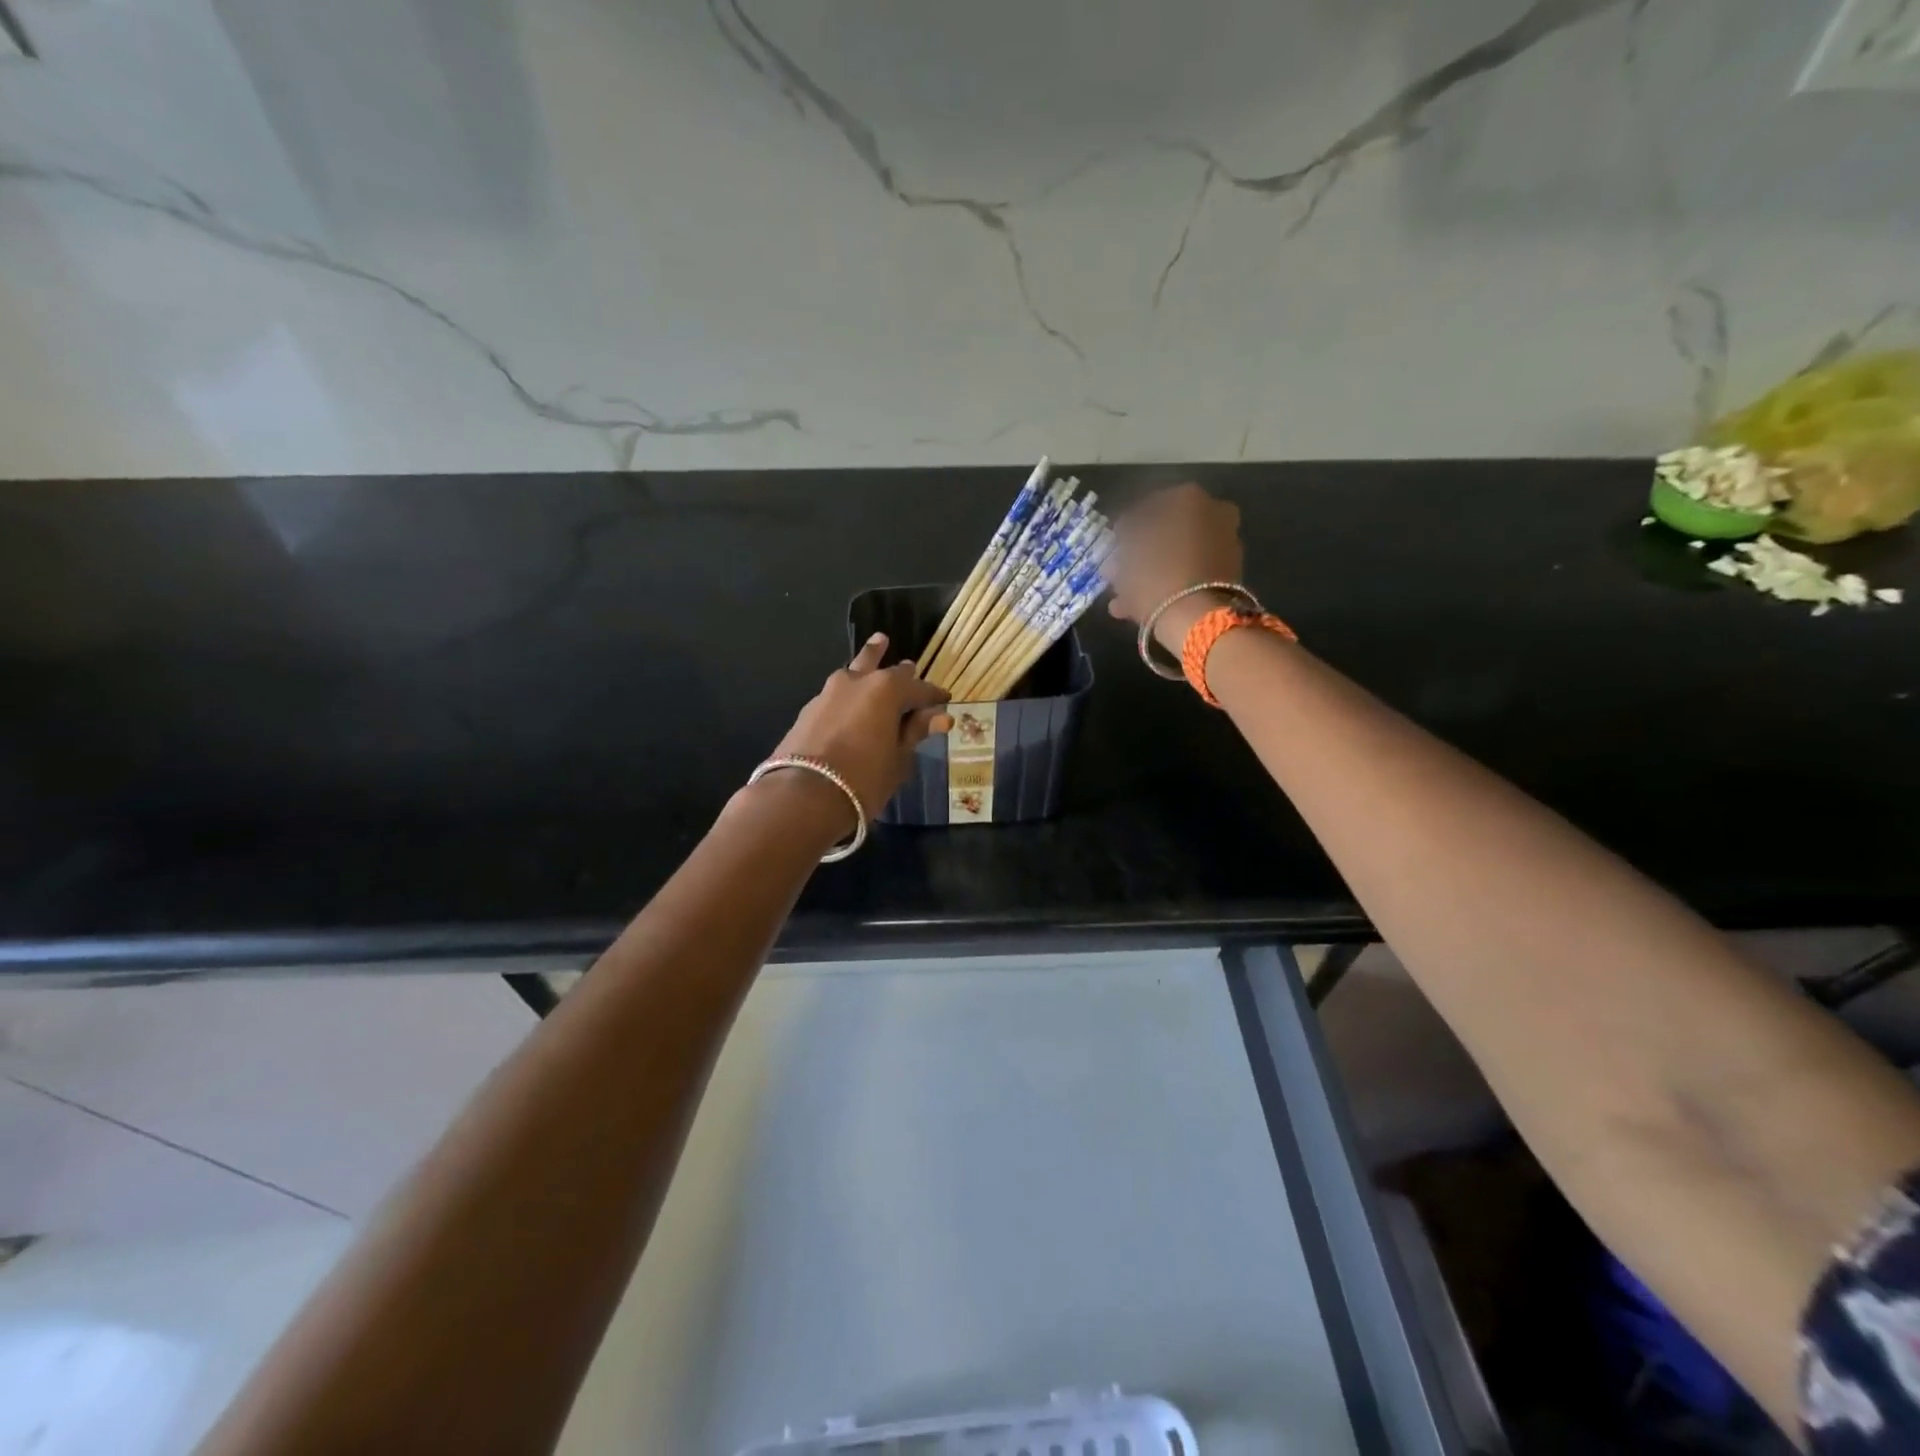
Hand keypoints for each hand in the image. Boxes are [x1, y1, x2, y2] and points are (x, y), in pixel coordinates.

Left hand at [768, 633, 951, 821]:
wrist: (803, 796)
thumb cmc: (864, 779)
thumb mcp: (898, 759)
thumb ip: (915, 732)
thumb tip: (939, 716)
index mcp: (887, 690)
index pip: (919, 689)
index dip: (934, 696)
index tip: (945, 699)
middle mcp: (857, 682)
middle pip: (884, 669)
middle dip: (901, 672)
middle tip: (911, 666)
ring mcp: (829, 693)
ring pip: (855, 670)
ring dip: (869, 661)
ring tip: (878, 645)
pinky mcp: (809, 709)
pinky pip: (837, 692)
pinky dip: (850, 691)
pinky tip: (851, 696)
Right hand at [1105, 483, 1245, 650]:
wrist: (1196, 617)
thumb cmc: (1155, 575)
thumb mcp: (1126, 553)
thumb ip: (1124, 539)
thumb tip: (1126, 536)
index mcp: (1188, 497)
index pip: (1148, 505)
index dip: (1127, 526)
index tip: (1114, 543)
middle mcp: (1214, 512)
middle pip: (1168, 530)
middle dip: (1142, 550)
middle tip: (1120, 568)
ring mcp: (1225, 544)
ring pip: (1178, 554)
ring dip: (1152, 571)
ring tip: (1123, 595)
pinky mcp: (1228, 574)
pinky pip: (1190, 573)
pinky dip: (1169, 584)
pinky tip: (1140, 605)